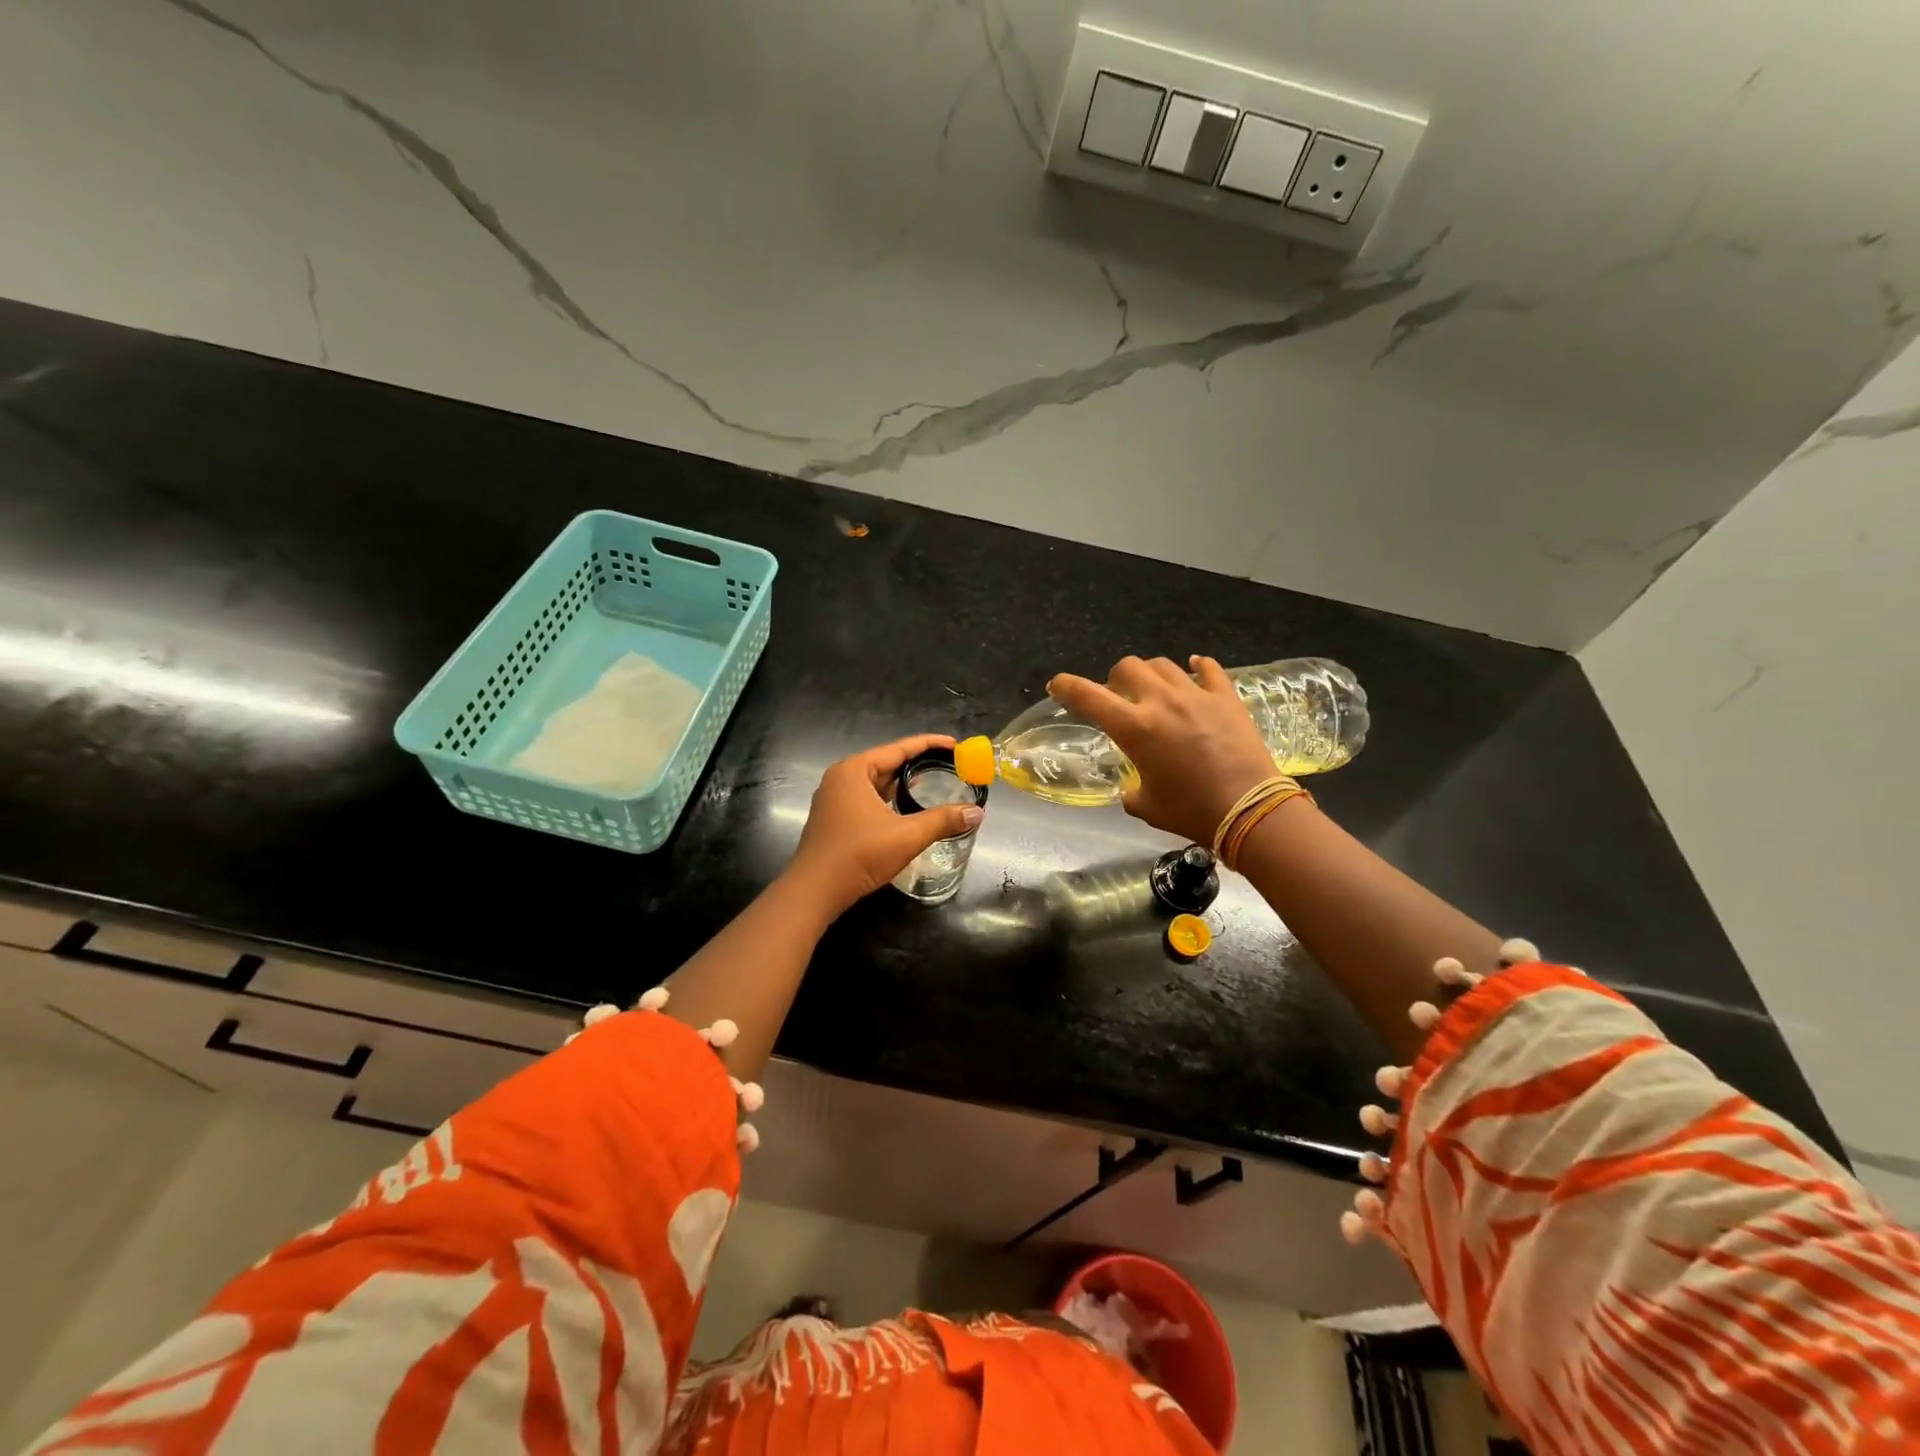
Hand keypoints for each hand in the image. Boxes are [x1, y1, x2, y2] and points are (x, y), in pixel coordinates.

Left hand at [787, 735, 982, 915]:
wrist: (814, 892)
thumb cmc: (858, 855)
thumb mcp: (907, 836)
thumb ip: (943, 820)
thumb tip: (977, 813)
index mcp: (855, 770)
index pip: (899, 748)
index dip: (930, 745)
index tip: (956, 745)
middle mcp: (841, 777)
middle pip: (887, 763)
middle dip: (918, 764)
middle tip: (950, 766)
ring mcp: (833, 798)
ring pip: (877, 783)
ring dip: (903, 784)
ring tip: (933, 784)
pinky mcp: (833, 818)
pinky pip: (867, 799)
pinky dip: (889, 799)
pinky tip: (906, 809)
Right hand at [1049, 656, 1277, 844]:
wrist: (1250, 810)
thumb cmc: (1191, 811)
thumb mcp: (1147, 806)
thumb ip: (1131, 790)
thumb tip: (1131, 789)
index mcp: (1134, 728)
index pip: (1088, 696)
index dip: (1066, 686)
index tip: (1056, 685)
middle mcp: (1160, 701)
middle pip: (1128, 667)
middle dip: (1115, 678)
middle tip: (1119, 695)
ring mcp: (1196, 695)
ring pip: (1163, 664)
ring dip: (1151, 673)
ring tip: (1155, 688)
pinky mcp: (1226, 697)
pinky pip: (1209, 669)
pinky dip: (1197, 667)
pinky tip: (1195, 669)